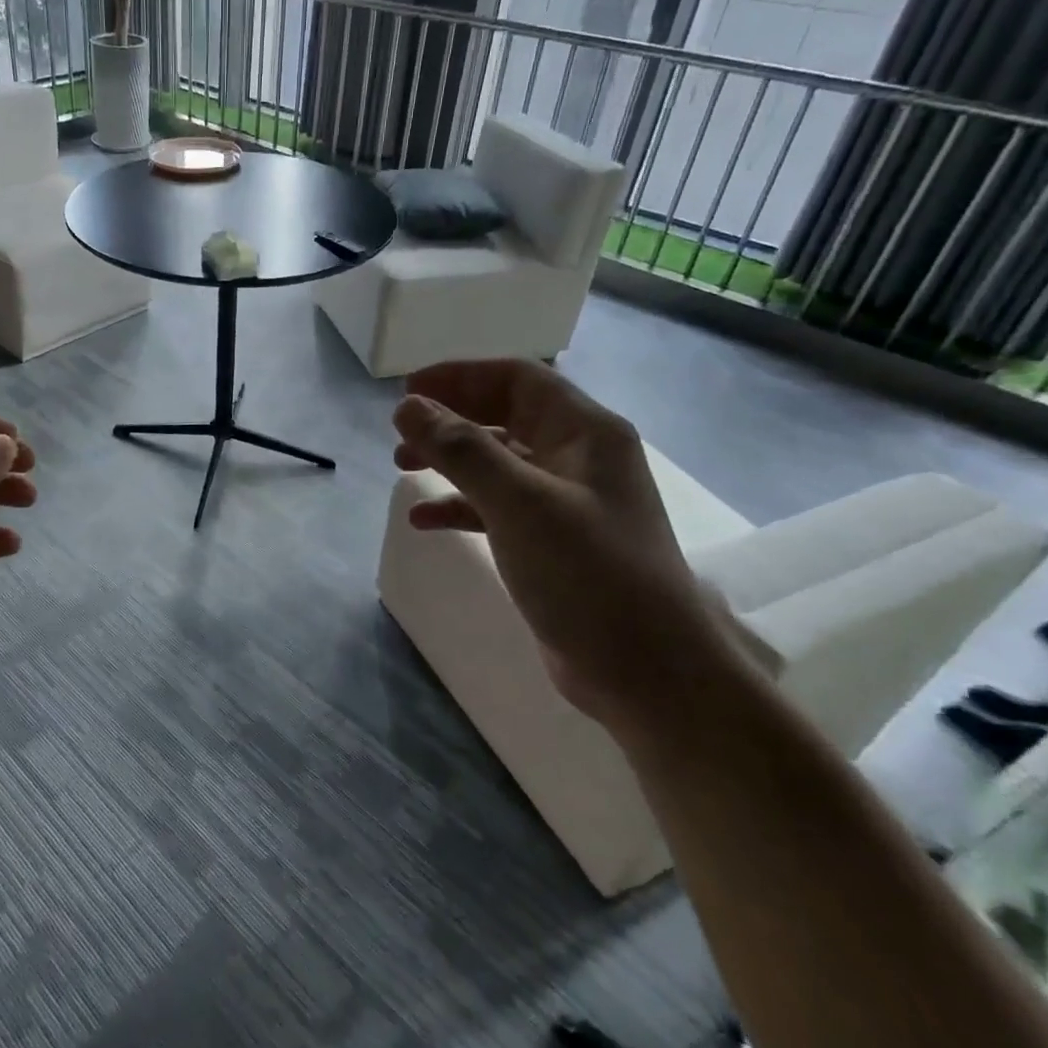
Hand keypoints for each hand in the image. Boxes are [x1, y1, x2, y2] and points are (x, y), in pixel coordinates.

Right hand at [391, 360, 738, 735]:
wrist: (647, 672)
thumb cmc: (588, 573)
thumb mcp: (518, 502)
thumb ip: (461, 449)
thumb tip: (407, 406)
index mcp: (585, 432)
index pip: (517, 378)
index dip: (460, 375)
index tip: (408, 389)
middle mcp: (579, 457)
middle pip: (504, 415)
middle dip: (449, 418)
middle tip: (400, 431)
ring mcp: (566, 502)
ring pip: (497, 462)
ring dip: (449, 460)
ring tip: (401, 467)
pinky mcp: (552, 542)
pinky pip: (497, 507)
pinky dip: (460, 506)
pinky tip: (423, 520)